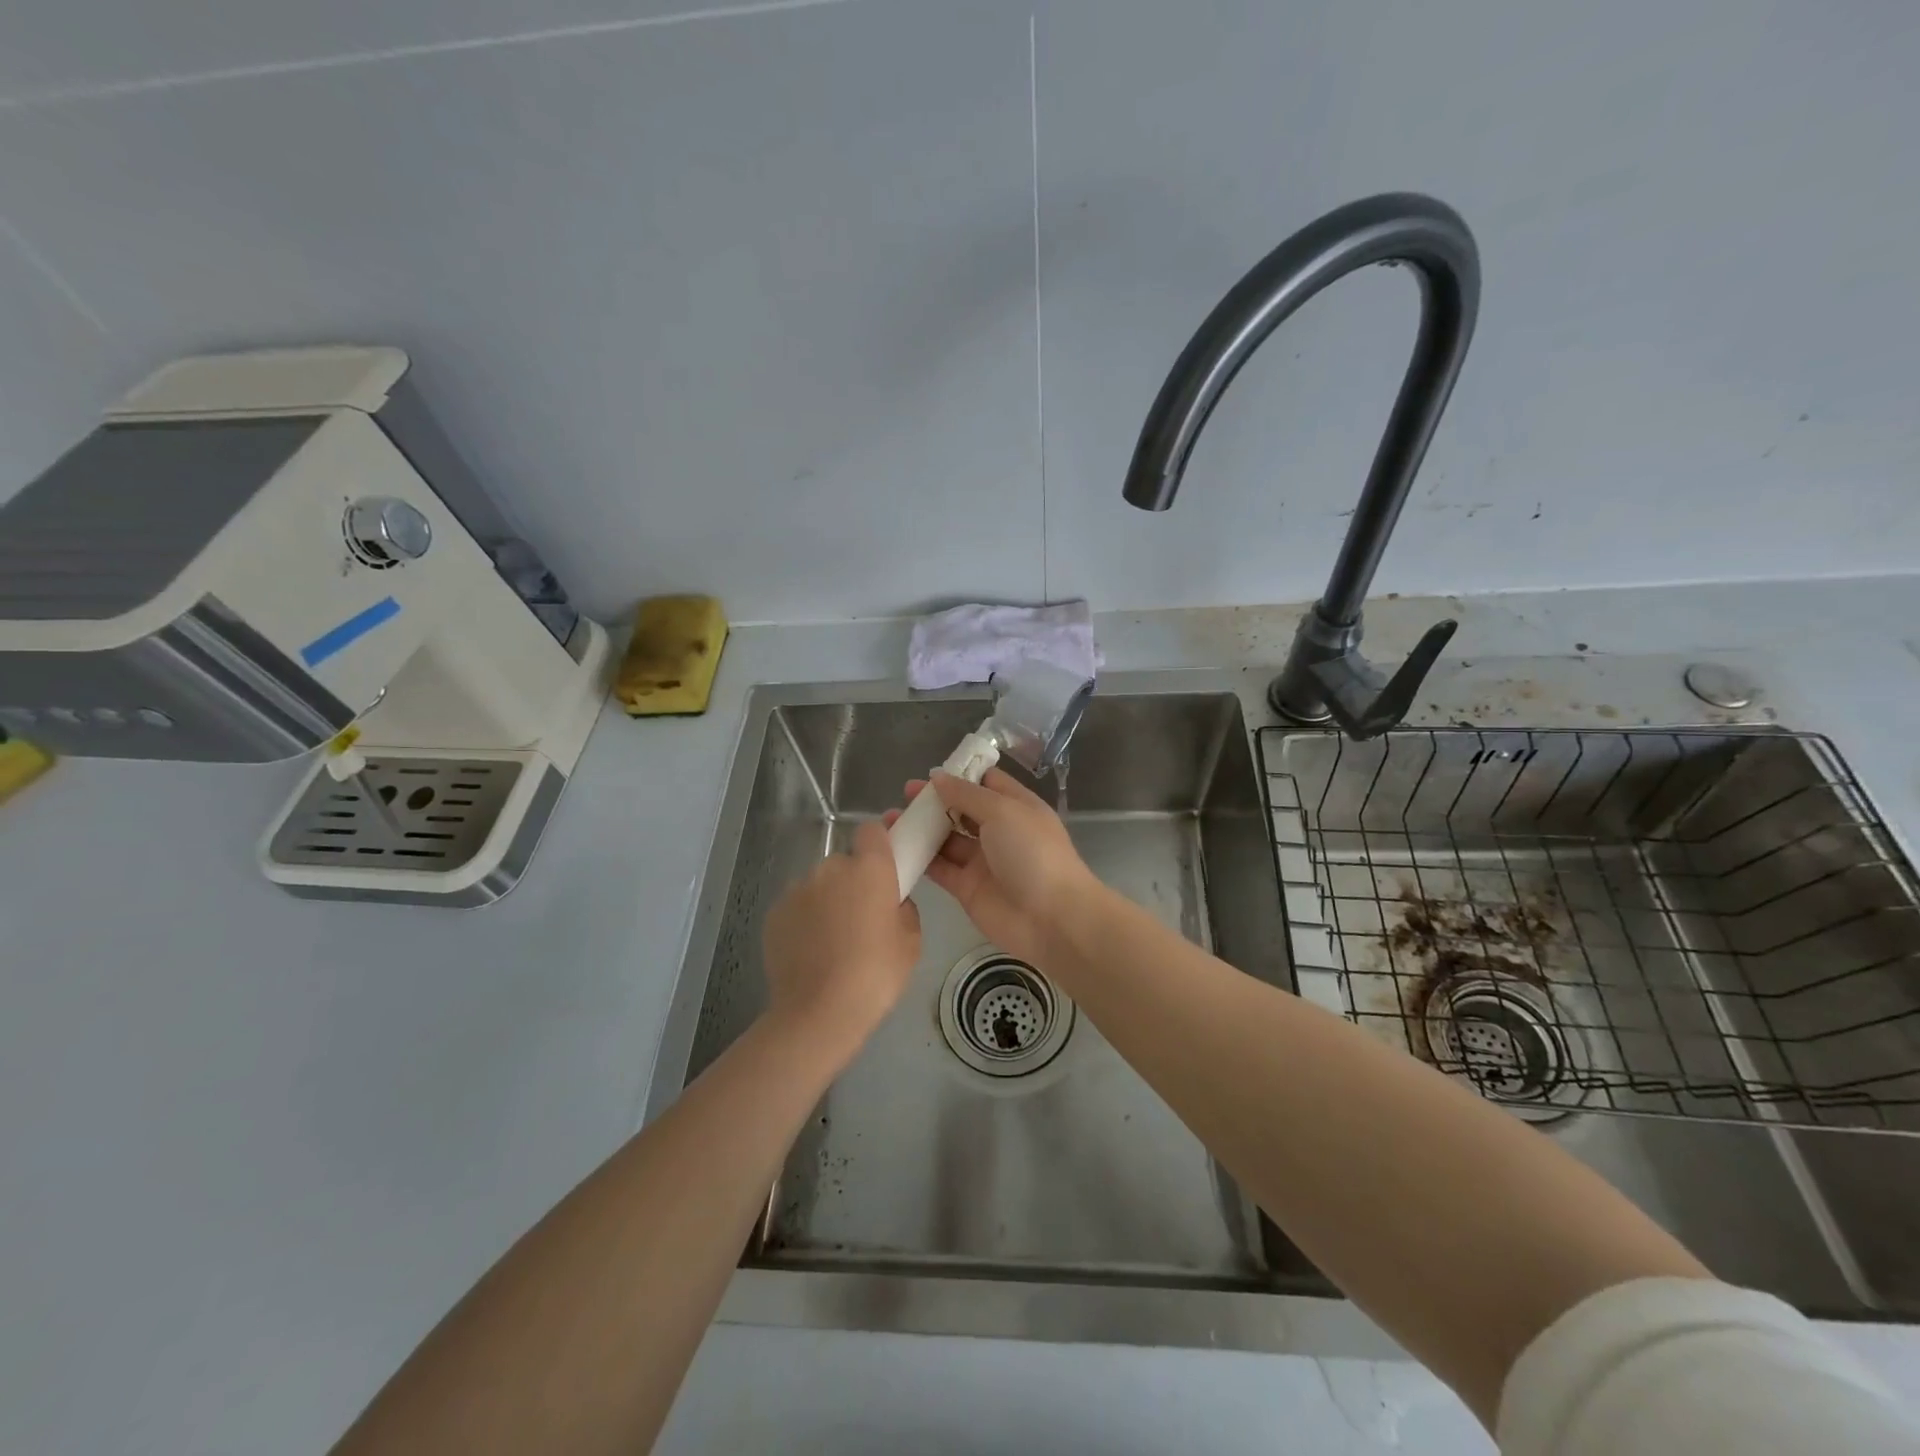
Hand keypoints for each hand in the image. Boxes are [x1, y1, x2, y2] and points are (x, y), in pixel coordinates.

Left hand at [762, 821, 921, 1061]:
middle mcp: (830, 868)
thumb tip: (890, 903)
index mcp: (869, 868)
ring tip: (834, 942)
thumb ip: (903, 908)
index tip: (887, 866)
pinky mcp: (774, 912)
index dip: (880, 843)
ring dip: (828, 901)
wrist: (817, 1013)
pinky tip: (812, 953)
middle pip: (845, 863)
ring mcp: (797, 889)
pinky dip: (805, 921)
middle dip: (854, 882)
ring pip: (820, 885)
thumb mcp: (911, 942)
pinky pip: (798, 906)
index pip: (872, 830)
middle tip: (864, 919)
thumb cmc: (875, 975)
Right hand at [884, 767, 1103, 966]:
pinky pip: (939, 868)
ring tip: (891, 818)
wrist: (1051, 918)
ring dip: (922, 828)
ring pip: (946, 839)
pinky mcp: (967, 888)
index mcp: (1016, 806)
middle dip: (934, 801)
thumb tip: (938, 777)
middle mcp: (999, 831)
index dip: (960, 774)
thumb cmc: (1032, 853)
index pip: (986, 782)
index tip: (930, 771)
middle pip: (961, 809)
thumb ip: (967, 794)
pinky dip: (919, 858)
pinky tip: (895, 847)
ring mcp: (982, 861)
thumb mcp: (1003, 811)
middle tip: (904, 794)